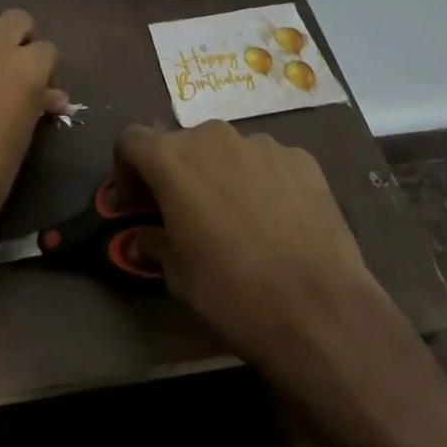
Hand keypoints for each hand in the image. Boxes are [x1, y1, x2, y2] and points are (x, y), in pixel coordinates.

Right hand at [119, 122, 391, 367]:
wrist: (319, 309)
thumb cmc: (231, 292)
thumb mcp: (177, 275)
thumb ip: (155, 242)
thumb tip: (147, 236)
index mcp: (172, 159)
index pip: (130, 139)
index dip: (127, 168)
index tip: (137, 203)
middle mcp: (213, 137)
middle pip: (181, 144)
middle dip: (177, 173)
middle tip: (186, 214)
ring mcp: (262, 144)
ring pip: (227, 151)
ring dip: (221, 175)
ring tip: (239, 219)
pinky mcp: (302, 159)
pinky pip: (268, 163)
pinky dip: (262, 182)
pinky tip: (277, 221)